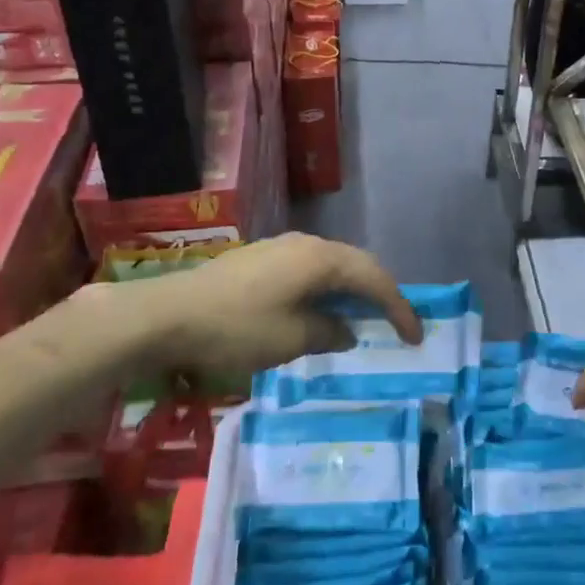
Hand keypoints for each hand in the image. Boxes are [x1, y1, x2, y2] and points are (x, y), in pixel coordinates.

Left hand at [127, 233, 420, 379]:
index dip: (399, 308)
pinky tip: (320, 310)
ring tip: (363, 318)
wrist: (168, 314)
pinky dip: (326, 289)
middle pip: (356, 264)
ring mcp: (281, 247)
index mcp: (321, 259)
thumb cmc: (236, 328)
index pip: (374, 279)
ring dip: (351, 290)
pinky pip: (309, 269)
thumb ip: (329, 332)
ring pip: (332, 265)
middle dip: (380, 294)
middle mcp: (307, 244)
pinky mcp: (261, 258)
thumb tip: (346, 329)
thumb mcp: (290, 340)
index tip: (416, 337)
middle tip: (397, 324)